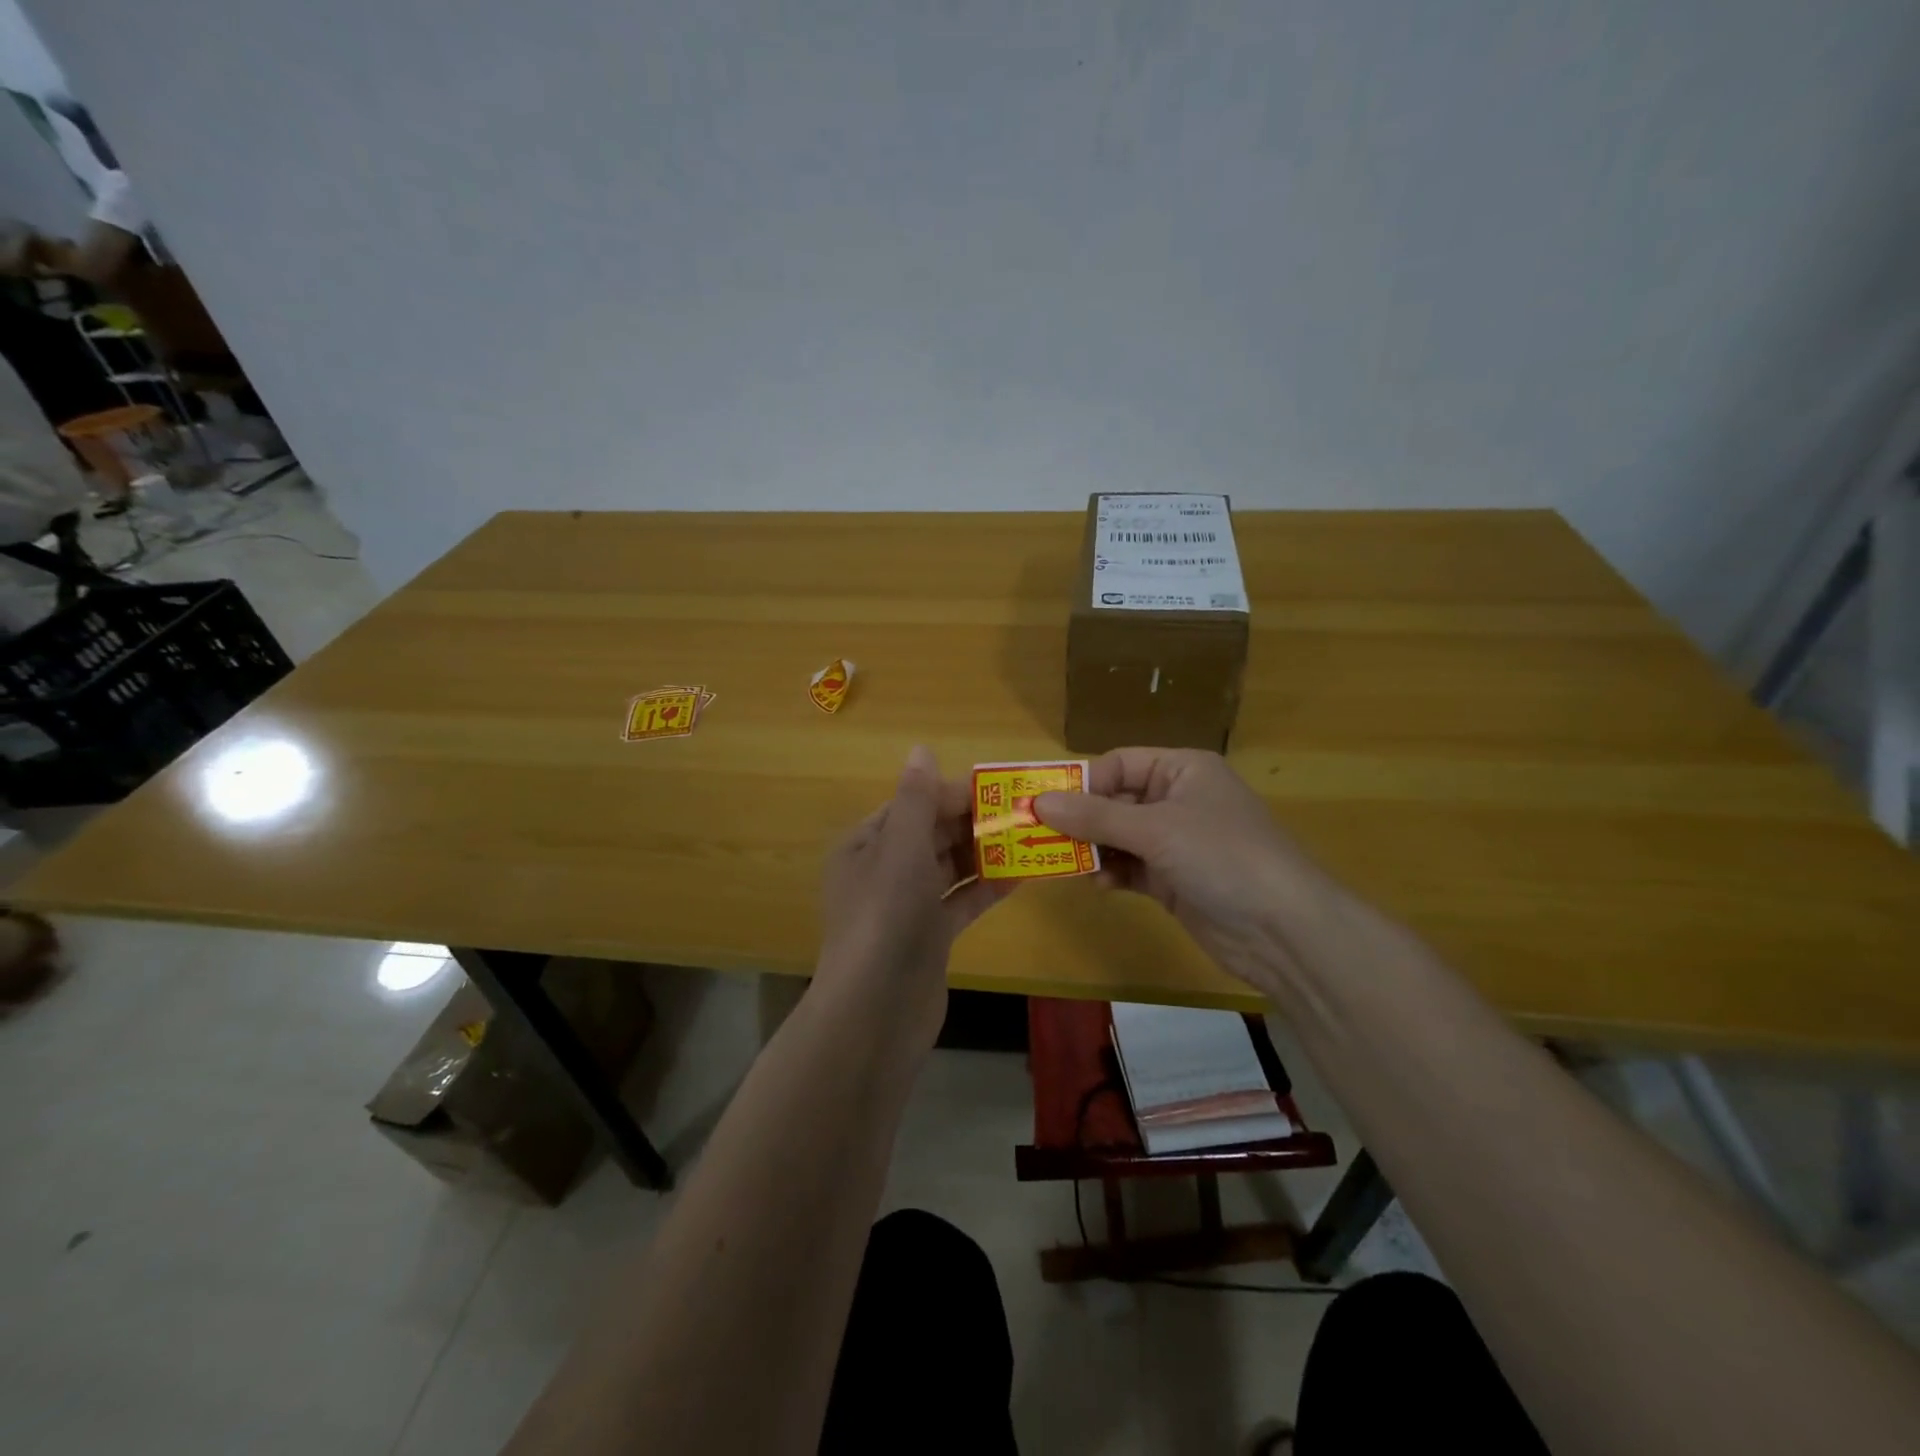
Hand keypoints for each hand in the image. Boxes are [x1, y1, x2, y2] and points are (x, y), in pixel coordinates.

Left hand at [816, 746, 1005, 1050]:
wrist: (877, 1010)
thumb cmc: (886, 916)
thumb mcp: (900, 847)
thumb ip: (916, 798)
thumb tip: (921, 749)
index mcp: (865, 844)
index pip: (911, 805)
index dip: (951, 793)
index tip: (999, 788)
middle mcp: (882, 871)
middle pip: (932, 834)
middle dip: (974, 822)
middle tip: (1026, 812)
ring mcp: (906, 906)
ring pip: (949, 868)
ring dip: (985, 853)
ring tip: (1032, 838)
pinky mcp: (929, 937)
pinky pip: (960, 901)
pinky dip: (986, 888)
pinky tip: (1022, 877)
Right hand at [1035, 748, 1347, 994]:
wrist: (1285, 931)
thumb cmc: (1222, 856)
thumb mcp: (1156, 829)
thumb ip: (1095, 816)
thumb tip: (1038, 803)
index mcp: (1182, 770)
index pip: (1119, 764)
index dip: (1082, 783)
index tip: (1042, 805)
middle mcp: (1178, 800)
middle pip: (1115, 801)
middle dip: (1080, 820)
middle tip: (1038, 838)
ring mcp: (1177, 843)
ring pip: (1119, 838)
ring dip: (1092, 850)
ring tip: (1059, 864)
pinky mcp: (1175, 881)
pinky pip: (1130, 868)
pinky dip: (1111, 873)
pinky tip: (1096, 885)